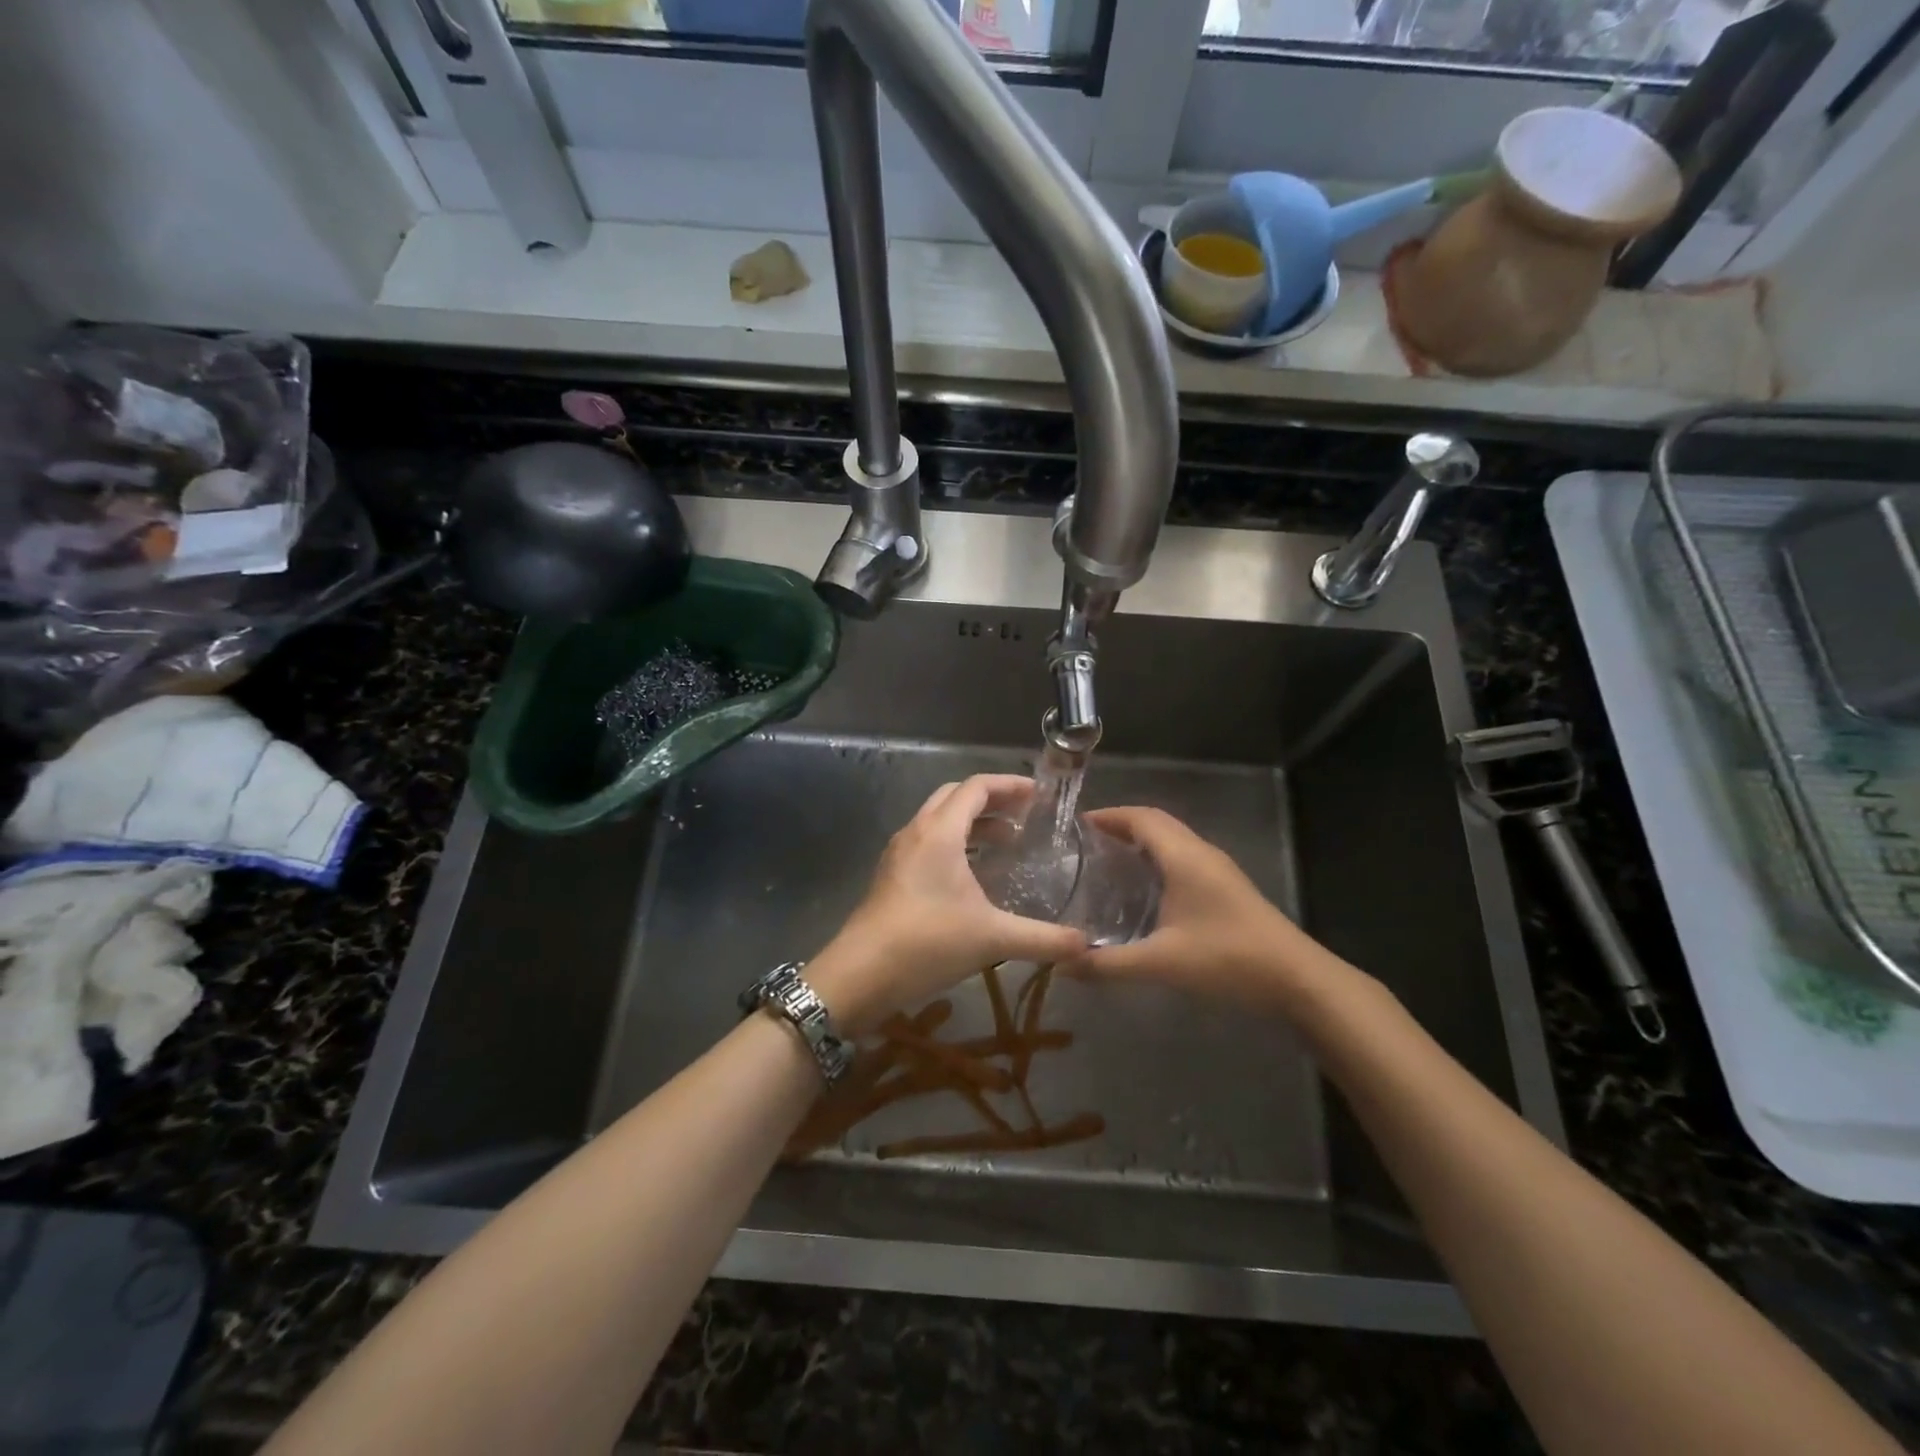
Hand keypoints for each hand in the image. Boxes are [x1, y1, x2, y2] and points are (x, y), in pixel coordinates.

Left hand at [809, 775, 1088, 1032]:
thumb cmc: (926, 944)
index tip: (1039, 796)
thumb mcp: (993, 938)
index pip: (977, 787)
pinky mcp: (890, 876)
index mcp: (940, 832)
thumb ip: (1044, 939)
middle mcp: (916, 832)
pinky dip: (954, 844)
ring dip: (972, 824)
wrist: (859, 975)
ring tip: (1005, 845)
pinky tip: (972, 878)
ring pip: (938, 820)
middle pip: (955, 797)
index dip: (1010, 785)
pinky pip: (926, 843)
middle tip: (1025, 818)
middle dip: (992, 801)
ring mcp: (898, 853)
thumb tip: (1087, 945)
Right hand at [1065, 806, 1328, 1010]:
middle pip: (1157, 823)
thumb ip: (1108, 964)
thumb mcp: (1161, 963)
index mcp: (1184, 856)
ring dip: (1141, 843)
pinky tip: (1144, 891)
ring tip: (1107, 863)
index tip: (1076, 826)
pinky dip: (1158, 860)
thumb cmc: (1227, 959)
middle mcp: (1201, 853)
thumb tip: (1062, 965)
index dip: (1109, 816)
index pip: (1141, 818)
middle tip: (1085, 845)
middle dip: (1121, 826)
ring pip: (1173, 841)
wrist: (1297, 979)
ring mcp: (1218, 870)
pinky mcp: (1227, 888)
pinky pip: (1184, 858)